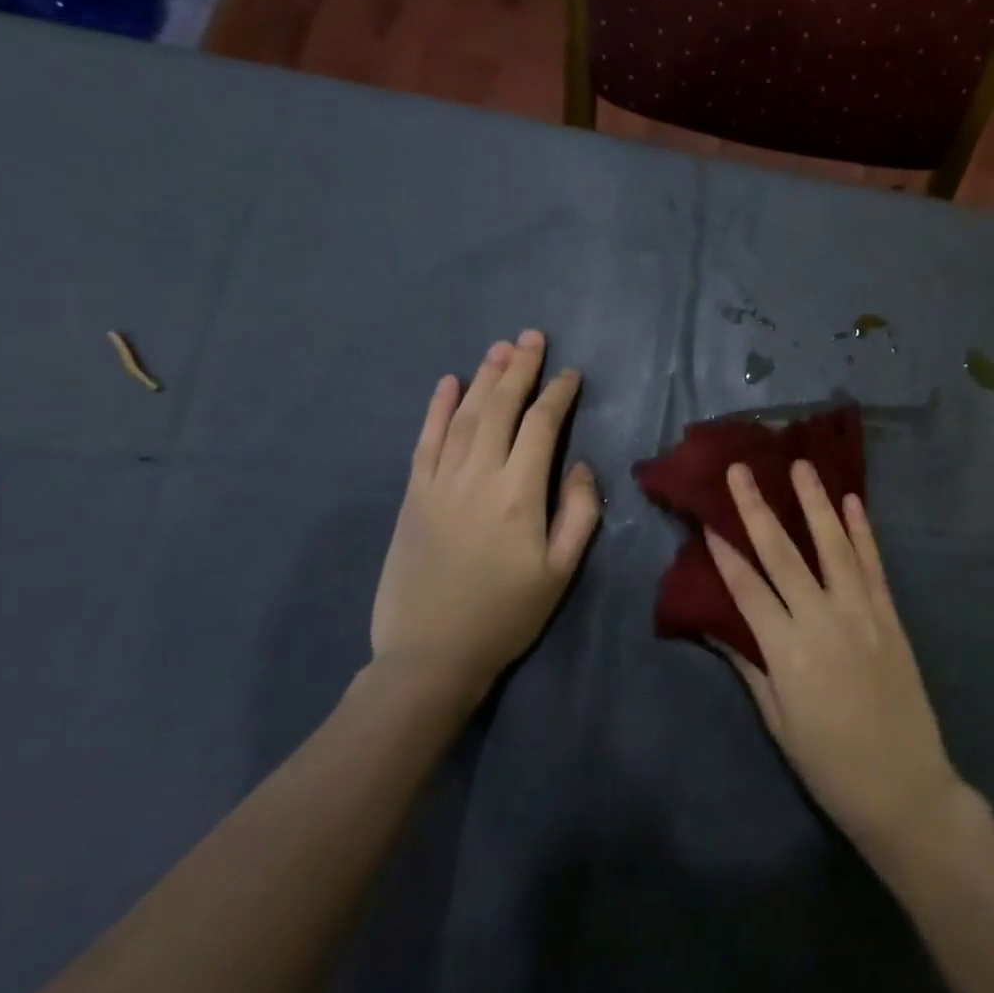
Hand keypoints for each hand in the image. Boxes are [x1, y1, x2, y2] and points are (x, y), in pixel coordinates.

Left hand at [371, 330, 600, 705]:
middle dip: (519, 369)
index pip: (541, 426)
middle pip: (500, 408)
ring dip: (484, 378)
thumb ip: (578, 512)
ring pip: (464, 416)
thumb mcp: (561, 571)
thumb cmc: (506, 614)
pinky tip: (448, 383)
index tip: (571, 373)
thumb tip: (580, 465)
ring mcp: (439, 483)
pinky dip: (436, 408)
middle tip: (532, 337)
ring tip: (500, 348)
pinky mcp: (413, 496)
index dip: (558, 394)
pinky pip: (425, 441)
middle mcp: (477, 476)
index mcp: (519, 494)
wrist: (430, 655)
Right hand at [705, 461, 966, 859]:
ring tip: (800, 465)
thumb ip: (750, 666)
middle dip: (757, 509)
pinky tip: (852, 501)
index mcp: (786, 652)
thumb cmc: (830, 764)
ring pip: (833, 546)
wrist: (904, 788)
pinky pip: (872, 565)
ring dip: (815, 502)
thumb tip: (716, 625)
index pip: (747, 589)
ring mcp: (860, 613)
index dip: (724, 553)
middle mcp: (821, 620)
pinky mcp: (889, 616)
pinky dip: (863, 531)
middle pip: (782, 554)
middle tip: (741, 470)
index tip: (707, 518)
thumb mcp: (778, 722)